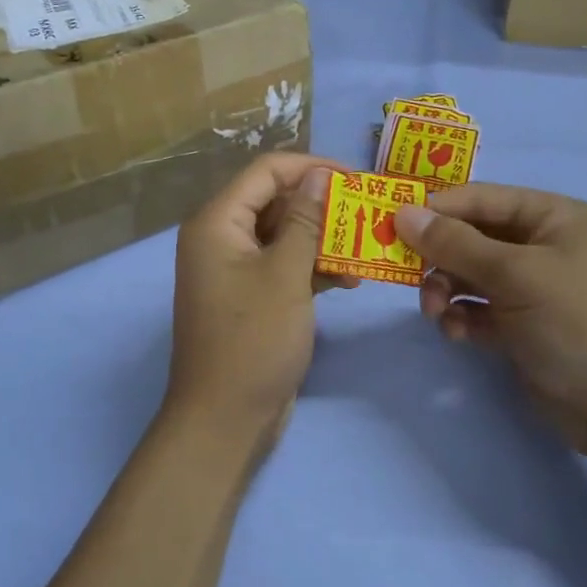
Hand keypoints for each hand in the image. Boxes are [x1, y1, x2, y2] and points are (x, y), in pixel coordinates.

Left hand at [163, 153, 351, 454]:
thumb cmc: (253, 340)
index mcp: (217, 222)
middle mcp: (221, 237)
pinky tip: (348, 279)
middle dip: (322, 205)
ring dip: (323, 239)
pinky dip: (313, 267)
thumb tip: (319, 175)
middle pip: (276, 201)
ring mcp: (236, 269)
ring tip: (366, 250)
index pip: (266, 171)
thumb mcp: (285, 275)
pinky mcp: (252, 296)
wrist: (224, 419)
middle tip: (370, 213)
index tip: (359, 178)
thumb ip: (305, 220)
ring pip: (285, 235)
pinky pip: (284, 265)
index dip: (313, 167)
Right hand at [393, 184, 586, 452]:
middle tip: (411, 279)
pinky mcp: (520, 325)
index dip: (437, 209)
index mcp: (552, 217)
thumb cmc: (574, 322)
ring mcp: (531, 287)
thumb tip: (402, 213)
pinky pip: (477, 309)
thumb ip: (455, 244)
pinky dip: (462, 317)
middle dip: (440, 258)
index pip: (481, 198)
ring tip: (437, 314)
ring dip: (446, 291)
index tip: (392, 224)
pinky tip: (458, 334)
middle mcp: (541, 246)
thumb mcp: (514, 275)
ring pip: (469, 275)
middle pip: (471, 237)